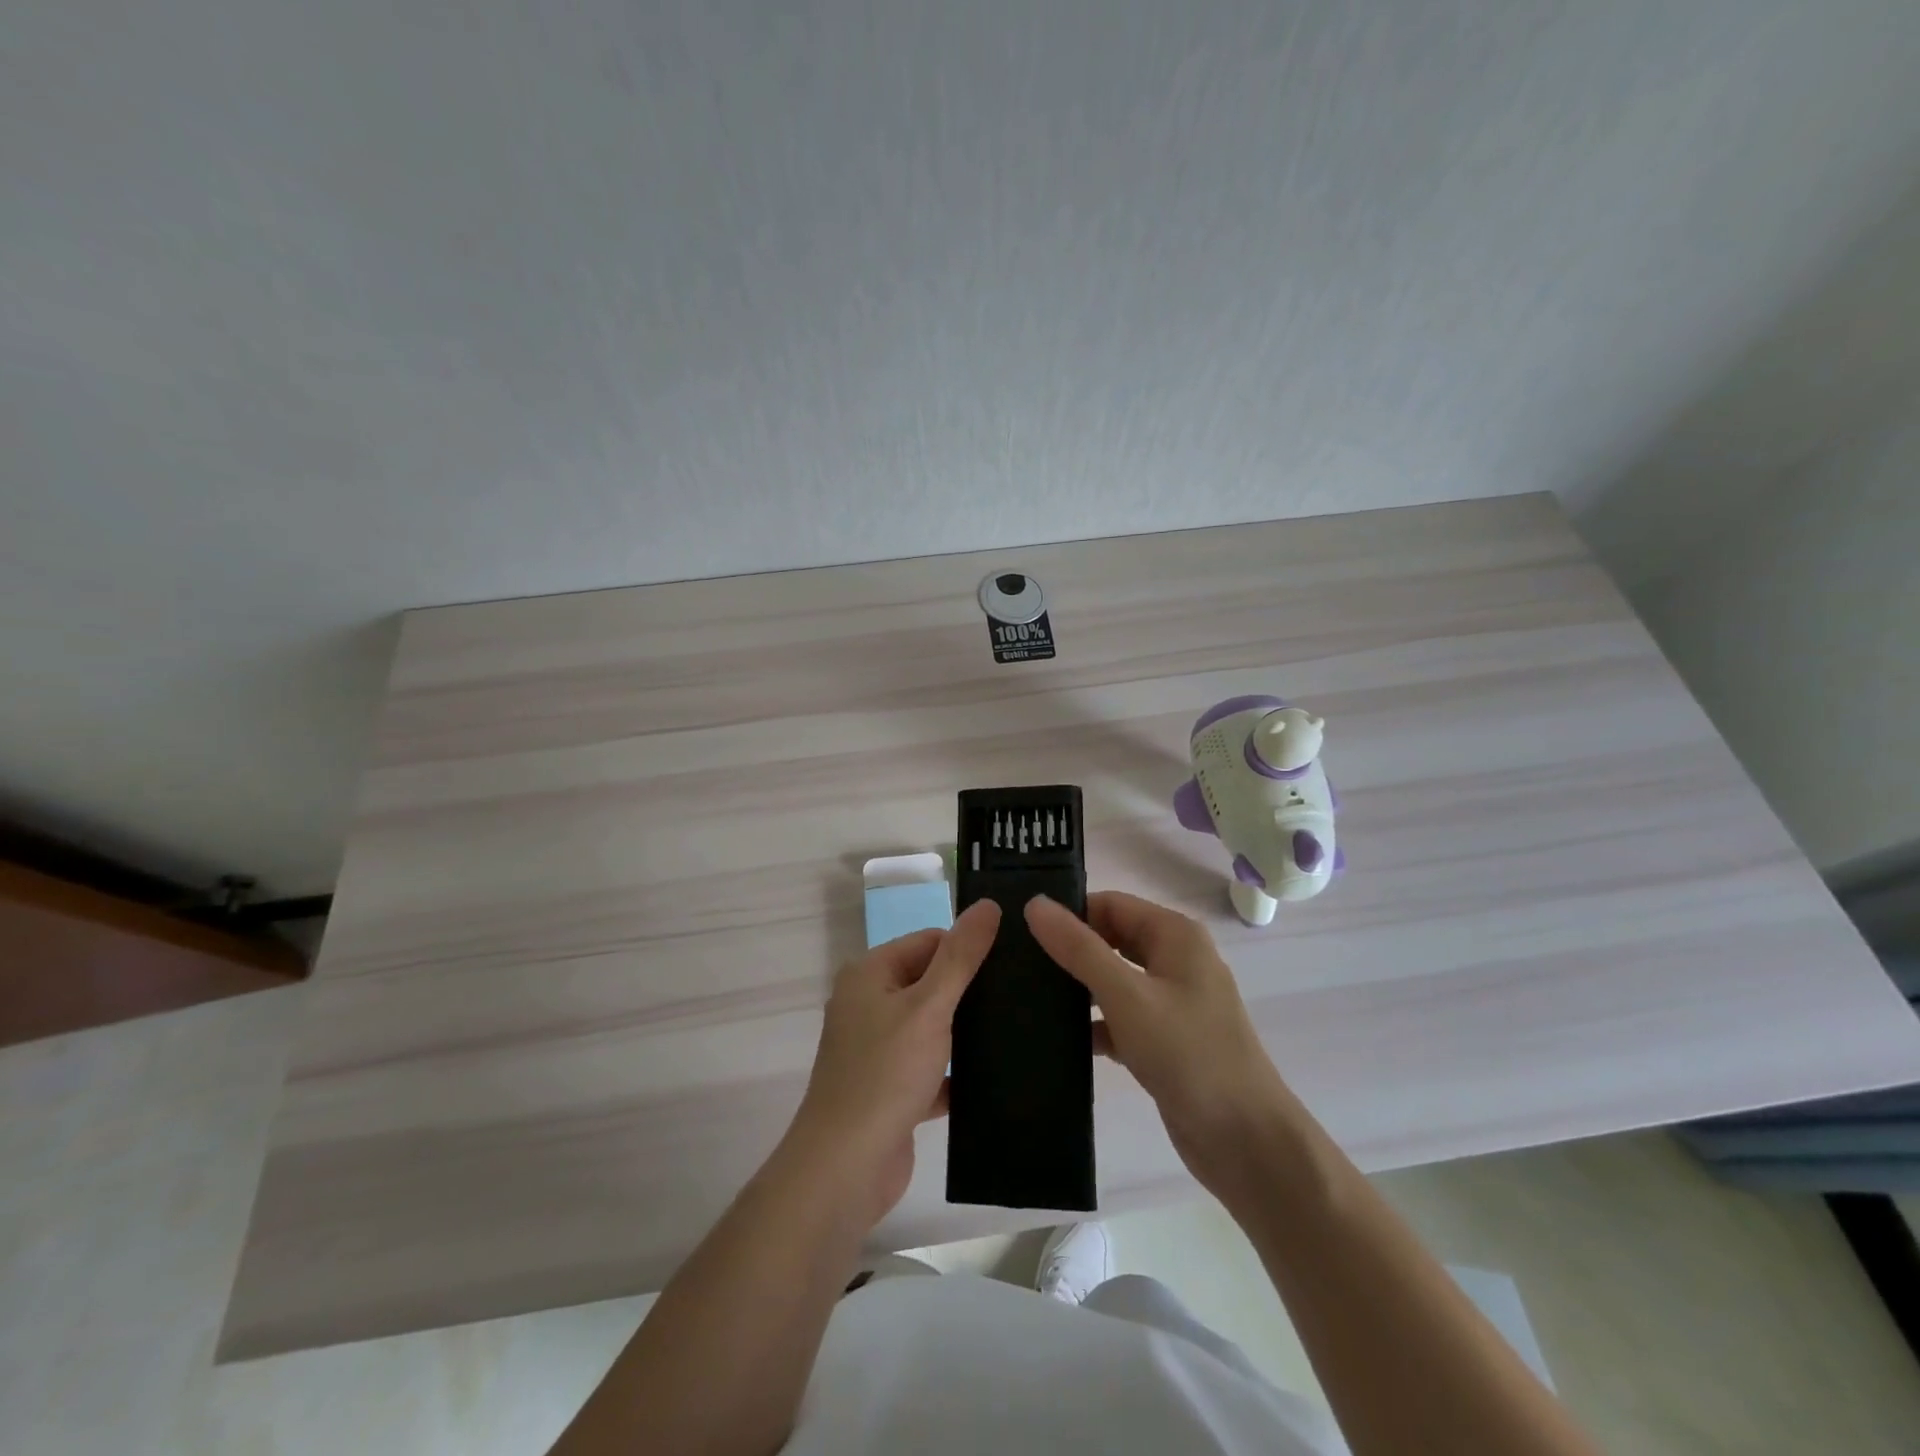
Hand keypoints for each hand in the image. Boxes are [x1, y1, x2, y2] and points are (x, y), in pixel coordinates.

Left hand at [784, 899, 1001, 1224]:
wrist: (845, 1169)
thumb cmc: (885, 1074)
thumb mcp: (929, 1006)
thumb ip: (960, 956)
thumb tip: (987, 905)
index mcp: (869, 974)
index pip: (928, 941)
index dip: (966, 949)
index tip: (1011, 963)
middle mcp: (868, 1005)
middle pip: (930, 982)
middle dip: (969, 991)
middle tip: (1020, 996)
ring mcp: (877, 1049)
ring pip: (932, 1027)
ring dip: (964, 1031)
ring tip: (1016, 1029)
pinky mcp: (890, 1088)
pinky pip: (930, 1067)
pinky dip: (955, 1071)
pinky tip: (995, 1075)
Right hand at [1025, 891, 1294, 1198]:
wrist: (1245, 1141)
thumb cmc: (1188, 1054)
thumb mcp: (1127, 996)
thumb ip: (1079, 949)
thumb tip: (1035, 904)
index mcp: (1175, 935)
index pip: (1110, 904)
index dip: (1069, 913)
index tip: (1021, 931)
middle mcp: (1176, 960)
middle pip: (1111, 939)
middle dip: (1070, 950)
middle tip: (1016, 963)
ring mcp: (1172, 1002)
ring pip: (1113, 980)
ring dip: (1078, 988)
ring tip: (1026, 997)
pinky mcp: (1165, 1039)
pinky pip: (1121, 1017)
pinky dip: (1095, 1024)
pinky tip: (1057, 1039)